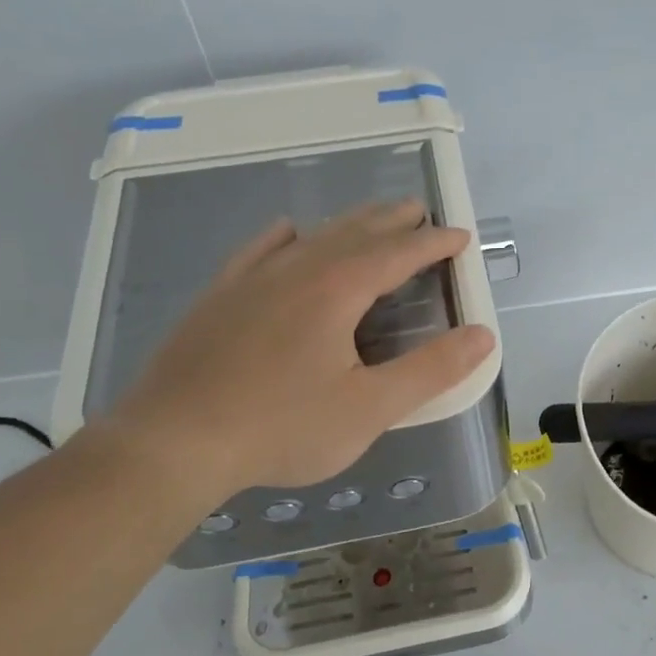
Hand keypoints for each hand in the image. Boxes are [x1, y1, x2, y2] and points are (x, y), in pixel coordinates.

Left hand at [103, 200, 495, 507]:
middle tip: (418, 213)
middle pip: (355, 232)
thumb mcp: (370, 408)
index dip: (433, 243)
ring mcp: (251, 280)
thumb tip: (483, 335)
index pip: (398, 253)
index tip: (459, 236)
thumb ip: (431, 370)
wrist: (172, 442)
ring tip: (370, 219)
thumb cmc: (282, 427)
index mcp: (337, 290)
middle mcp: (296, 270)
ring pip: (311, 237)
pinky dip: (285, 238)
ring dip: (348, 225)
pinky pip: (259, 251)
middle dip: (392, 221)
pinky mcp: (219, 298)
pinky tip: (287, 233)